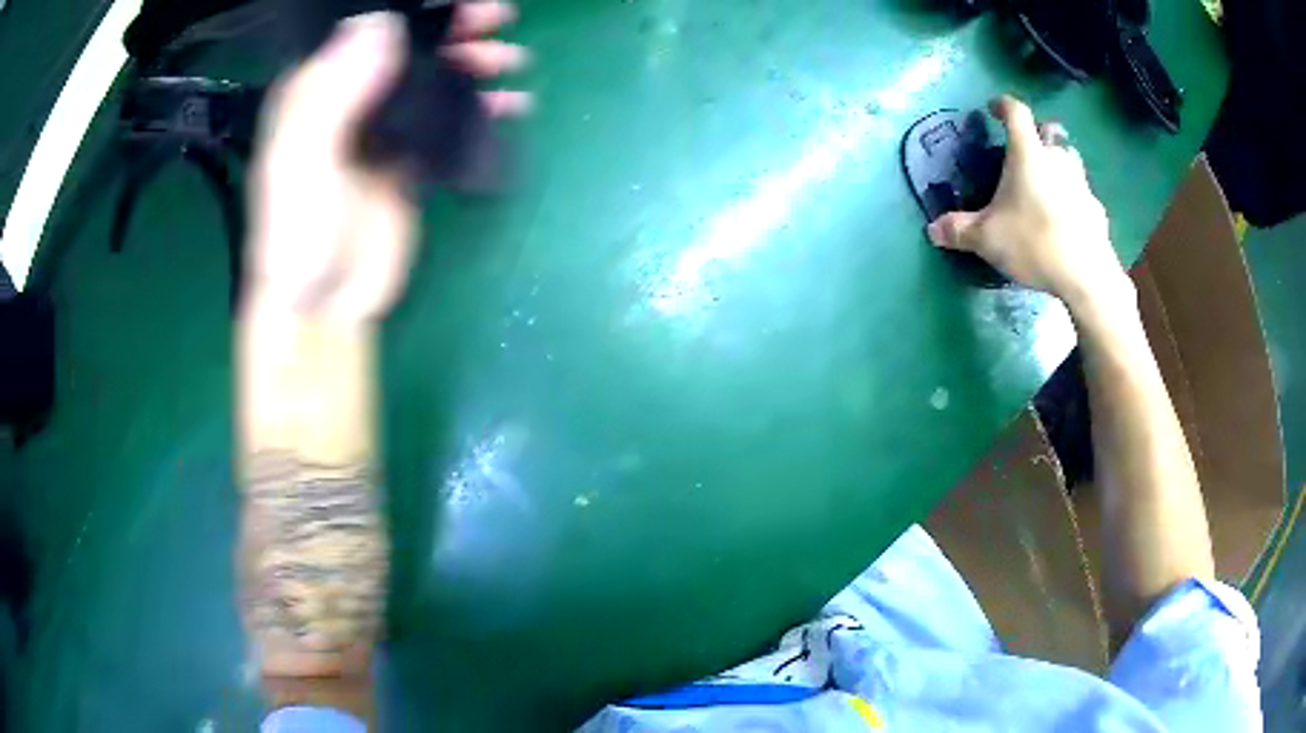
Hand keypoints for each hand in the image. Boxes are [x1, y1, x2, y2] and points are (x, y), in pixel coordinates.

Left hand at [246, 5, 529, 320]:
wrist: (323, 304)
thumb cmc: (299, 233)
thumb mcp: (306, 158)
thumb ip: (337, 91)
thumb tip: (381, 23)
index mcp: (318, 88)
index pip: (367, 27)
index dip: (411, 8)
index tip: (460, 0)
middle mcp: (350, 98)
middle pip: (408, 47)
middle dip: (454, 29)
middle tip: (498, 20)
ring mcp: (382, 129)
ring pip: (433, 78)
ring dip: (473, 63)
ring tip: (512, 58)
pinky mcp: (408, 159)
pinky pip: (448, 119)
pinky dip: (480, 107)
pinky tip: (509, 103)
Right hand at [927, 96, 1129, 311]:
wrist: (1086, 275)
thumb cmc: (1033, 242)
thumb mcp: (987, 238)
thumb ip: (959, 230)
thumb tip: (933, 230)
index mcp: (1028, 154)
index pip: (1016, 112)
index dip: (1003, 105)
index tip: (994, 108)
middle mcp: (1057, 158)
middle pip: (1049, 133)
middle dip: (1037, 136)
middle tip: (1025, 151)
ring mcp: (1082, 183)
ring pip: (1069, 161)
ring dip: (1058, 165)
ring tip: (1046, 185)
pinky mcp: (1096, 210)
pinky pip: (1082, 195)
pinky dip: (1073, 200)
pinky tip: (1065, 221)